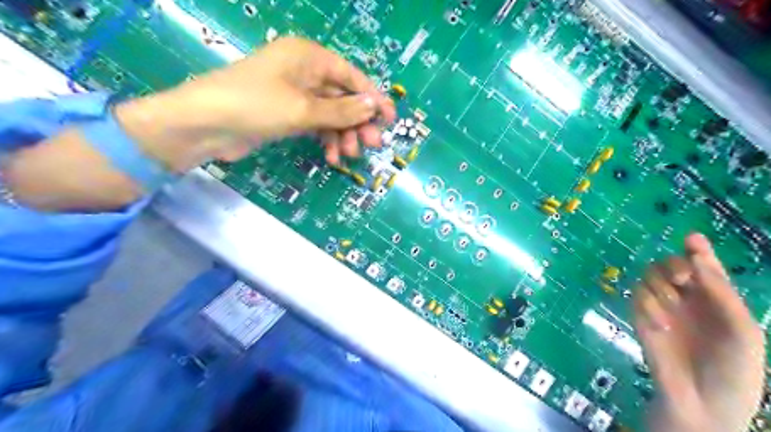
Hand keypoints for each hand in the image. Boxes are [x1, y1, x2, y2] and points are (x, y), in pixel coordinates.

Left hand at [0, 36, 396, 209]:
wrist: (204, 127)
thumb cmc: (255, 106)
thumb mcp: (303, 109)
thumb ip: (341, 111)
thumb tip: (374, 106)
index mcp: (308, 57)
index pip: (351, 76)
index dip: (373, 98)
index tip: (389, 119)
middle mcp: (303, 71)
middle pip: (342, 96)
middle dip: (357, 121)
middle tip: (372, 144)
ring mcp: (294, 94)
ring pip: (330, 113)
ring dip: (342, 134)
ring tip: (348, 155)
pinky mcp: (286, 113)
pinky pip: (316, 124)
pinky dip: (325, 139)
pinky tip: (331, 156)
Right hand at [633, 232, 764, 431]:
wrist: (703, 403)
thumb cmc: (734, 369)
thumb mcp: (741, 329)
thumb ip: (720, 291)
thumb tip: (696, 254)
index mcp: (715, 298)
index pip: (702, 265)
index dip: (697, 249)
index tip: (692, 239)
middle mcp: (686, 298)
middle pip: (669, 264)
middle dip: (673, 265)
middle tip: (680, 279)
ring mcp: (661, 307)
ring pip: (648, 276)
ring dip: (659, 285)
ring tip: (671, 305)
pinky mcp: (640, 317)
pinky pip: (636, 297)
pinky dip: (647, 306)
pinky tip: (660, 326)